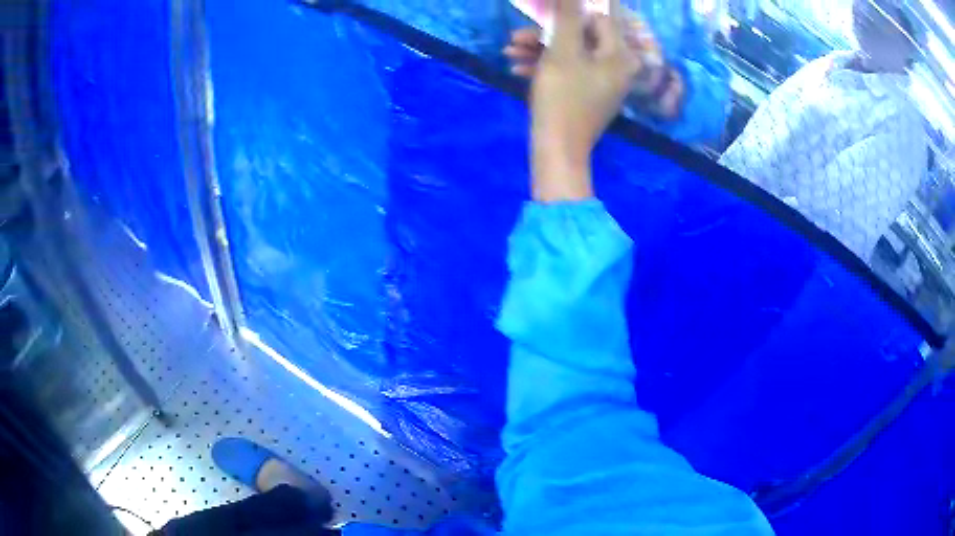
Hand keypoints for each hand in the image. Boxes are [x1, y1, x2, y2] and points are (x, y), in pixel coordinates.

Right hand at [529, 0, 640, 200]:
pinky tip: (517, 68)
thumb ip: (568, 16)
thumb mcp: (562, 52)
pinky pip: (569, 70)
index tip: (543, 14)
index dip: (569, 11)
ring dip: (538, 49)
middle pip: (581, 35)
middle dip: (545, 33)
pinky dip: (545, 66)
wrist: (558, 151)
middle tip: (515, 36)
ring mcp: (603, 80)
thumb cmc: (563, 99)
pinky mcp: (589, 92)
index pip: (598, 17)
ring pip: (570, 52)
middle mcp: (617, 65)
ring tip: (508, 52)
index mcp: (619, 54)